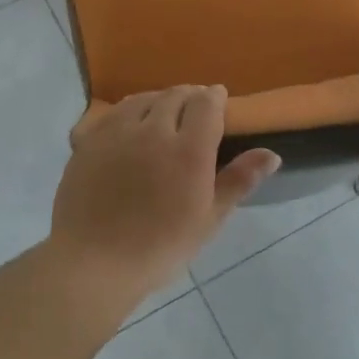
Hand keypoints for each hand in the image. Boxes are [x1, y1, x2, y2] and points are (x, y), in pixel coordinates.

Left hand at [51, 86, 279, 297]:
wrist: (95, 262)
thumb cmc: (160, 247)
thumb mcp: (208, 219)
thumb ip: (238, 181)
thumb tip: (272, 154)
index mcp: (188, 150)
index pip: (206, 104)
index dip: (215, 97)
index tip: (219, 100)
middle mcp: (151, 130)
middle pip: (174, 96)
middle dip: (189, 96)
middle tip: (195, 108)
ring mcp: (115, 133)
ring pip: (141, 99)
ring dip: (158, 100)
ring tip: (163, 112)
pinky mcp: (86, 142)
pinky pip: (110, 114)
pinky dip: (126, 112)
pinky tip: (128, 126)